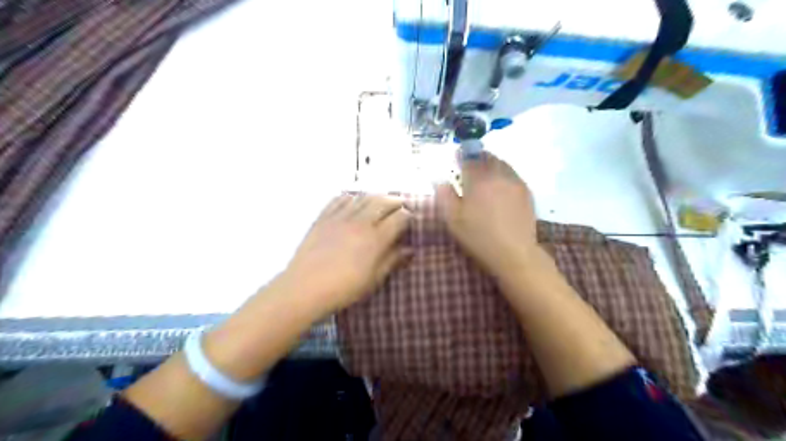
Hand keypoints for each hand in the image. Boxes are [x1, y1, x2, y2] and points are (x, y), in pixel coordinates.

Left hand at [281, 192, 411, 312]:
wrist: (305, 288)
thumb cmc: (344, 288)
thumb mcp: (374, 279)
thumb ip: (392, 260)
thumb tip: (409, 250)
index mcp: (376, 238)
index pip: (399, 217)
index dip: (408, 217)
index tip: (410, 221)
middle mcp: (360, 222)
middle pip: (383, 201)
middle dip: (396, 201)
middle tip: (400, 205)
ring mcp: (340, 217)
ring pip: (363, 197)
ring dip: (376, 196)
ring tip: (380, 201)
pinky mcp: (324, 217)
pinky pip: (340, 198)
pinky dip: (352, 196)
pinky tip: (354, 200)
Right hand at [436, 151, 540, 277]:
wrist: (514, 252)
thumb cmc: (479, 236)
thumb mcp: (453, 219)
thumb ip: (445, 196)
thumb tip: (440, 180)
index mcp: (477, 179)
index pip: (469, 157)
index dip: (461, 156)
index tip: (456, 158)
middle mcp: (497, 175)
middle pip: (487, 157)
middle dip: (477, 158)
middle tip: (469, 166)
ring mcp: (514, 182)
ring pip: (502, 164)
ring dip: (491, 164)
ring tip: (485, 174)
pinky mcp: (526, 191)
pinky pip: (512, 174)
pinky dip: (503, 174)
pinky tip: (500, 187)